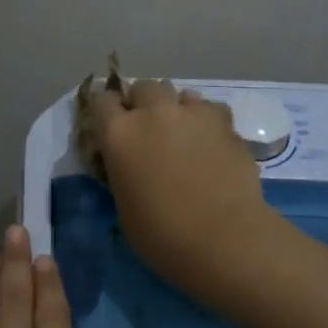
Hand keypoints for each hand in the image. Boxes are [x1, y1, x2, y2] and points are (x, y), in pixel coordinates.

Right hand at [86, 79, 280, 295]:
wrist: (224, 239)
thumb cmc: (162, 235)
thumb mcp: (124, 205)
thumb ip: (123, 171)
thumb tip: (131, 164)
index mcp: (119, 133)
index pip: (101, 101)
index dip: (106, 112)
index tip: (110, 127)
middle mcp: (154, 112)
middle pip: (143, 88)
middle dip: (143, 104)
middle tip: (149, 130)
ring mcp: (193, 113)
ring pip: (181, 94)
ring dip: (177, 110)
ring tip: (184, 135)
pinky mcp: (227, 123)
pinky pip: (211, 111)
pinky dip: (207, 123)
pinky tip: (212, 145)